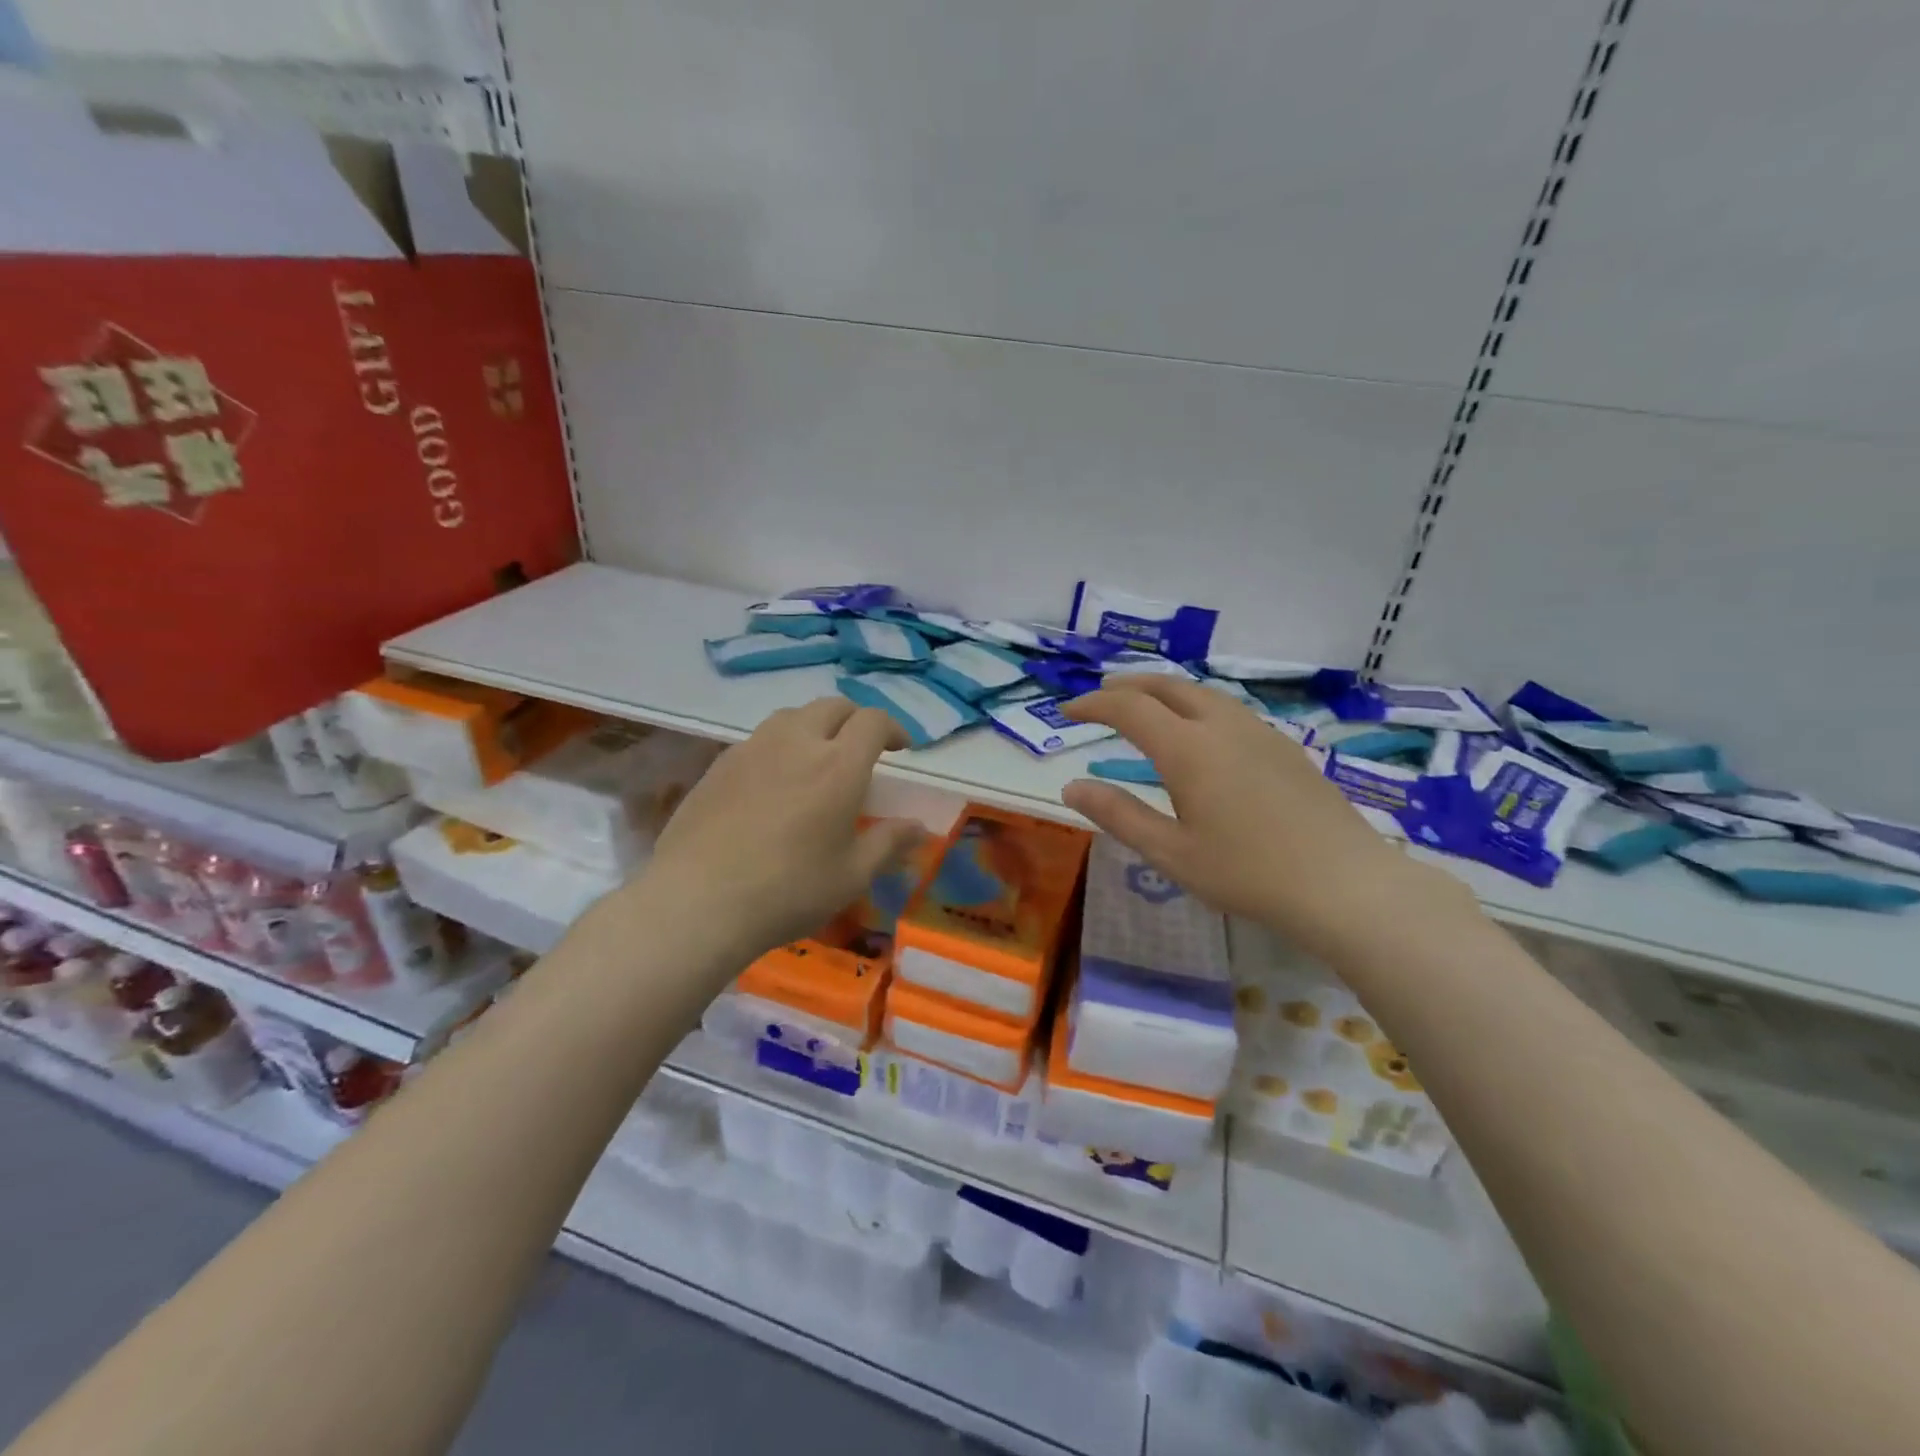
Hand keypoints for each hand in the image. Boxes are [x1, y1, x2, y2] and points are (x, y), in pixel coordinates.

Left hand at [634, 699, 922, 963]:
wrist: (697, 901)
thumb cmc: (788, 890)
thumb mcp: (851, 876)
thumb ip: (888, 844)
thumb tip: (918, 827)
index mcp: (838, 765)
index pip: (872, 721)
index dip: (892, 727)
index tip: (900, 748)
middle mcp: (796, 742)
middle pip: (832, 707)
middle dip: (855, 720)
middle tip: (862, 748)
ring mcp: (752, 749)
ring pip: (791, 716)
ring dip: (815, 726)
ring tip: (817, 758)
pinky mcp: (719, 764)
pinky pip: (758, 739)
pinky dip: (779, 746)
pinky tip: (774, 781)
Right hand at [1062, 678, 1468, 959]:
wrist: (1345, 884)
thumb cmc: (1248, 873)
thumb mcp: (1171, 853)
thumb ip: (1118, 815)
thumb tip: (1072, 786)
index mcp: (1188, 748)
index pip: (1129, 708)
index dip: (1094, 704)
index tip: (1068, 712)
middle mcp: (1222, 726)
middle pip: (1168, 686)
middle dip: (1129, 685)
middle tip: (1102, 695)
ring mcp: (1259, 732)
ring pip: (1202, 693)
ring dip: (1165, 691)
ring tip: (1145, 705)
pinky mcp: (1285, 747)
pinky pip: (1228, 709)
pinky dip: (1196, 705)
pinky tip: (1200, 732)